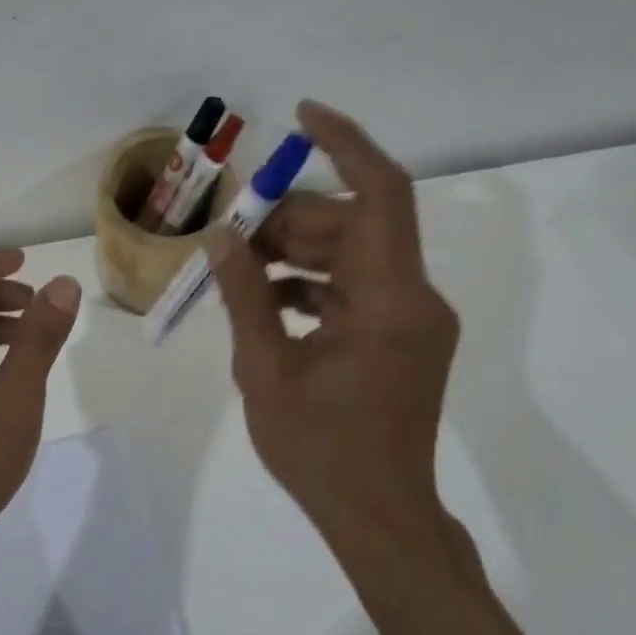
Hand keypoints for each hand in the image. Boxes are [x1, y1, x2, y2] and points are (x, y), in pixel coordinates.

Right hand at [210, 100, 461, 554]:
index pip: (381, 193)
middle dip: (289, 221)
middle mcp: (414, 298)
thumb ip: (245, 295)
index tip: (302, 115)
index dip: (345, 143)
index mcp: (391, 301)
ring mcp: (413, 319)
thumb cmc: (320, 451)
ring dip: (295, 254)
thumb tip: (221, 237)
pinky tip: (266, 304)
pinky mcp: (403, 338)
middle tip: (230, 239)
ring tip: (237, 274)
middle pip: (353, 225)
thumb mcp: (265, 370)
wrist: (380, 519)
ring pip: (352, 255)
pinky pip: (356, 289)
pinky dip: (312, 286)